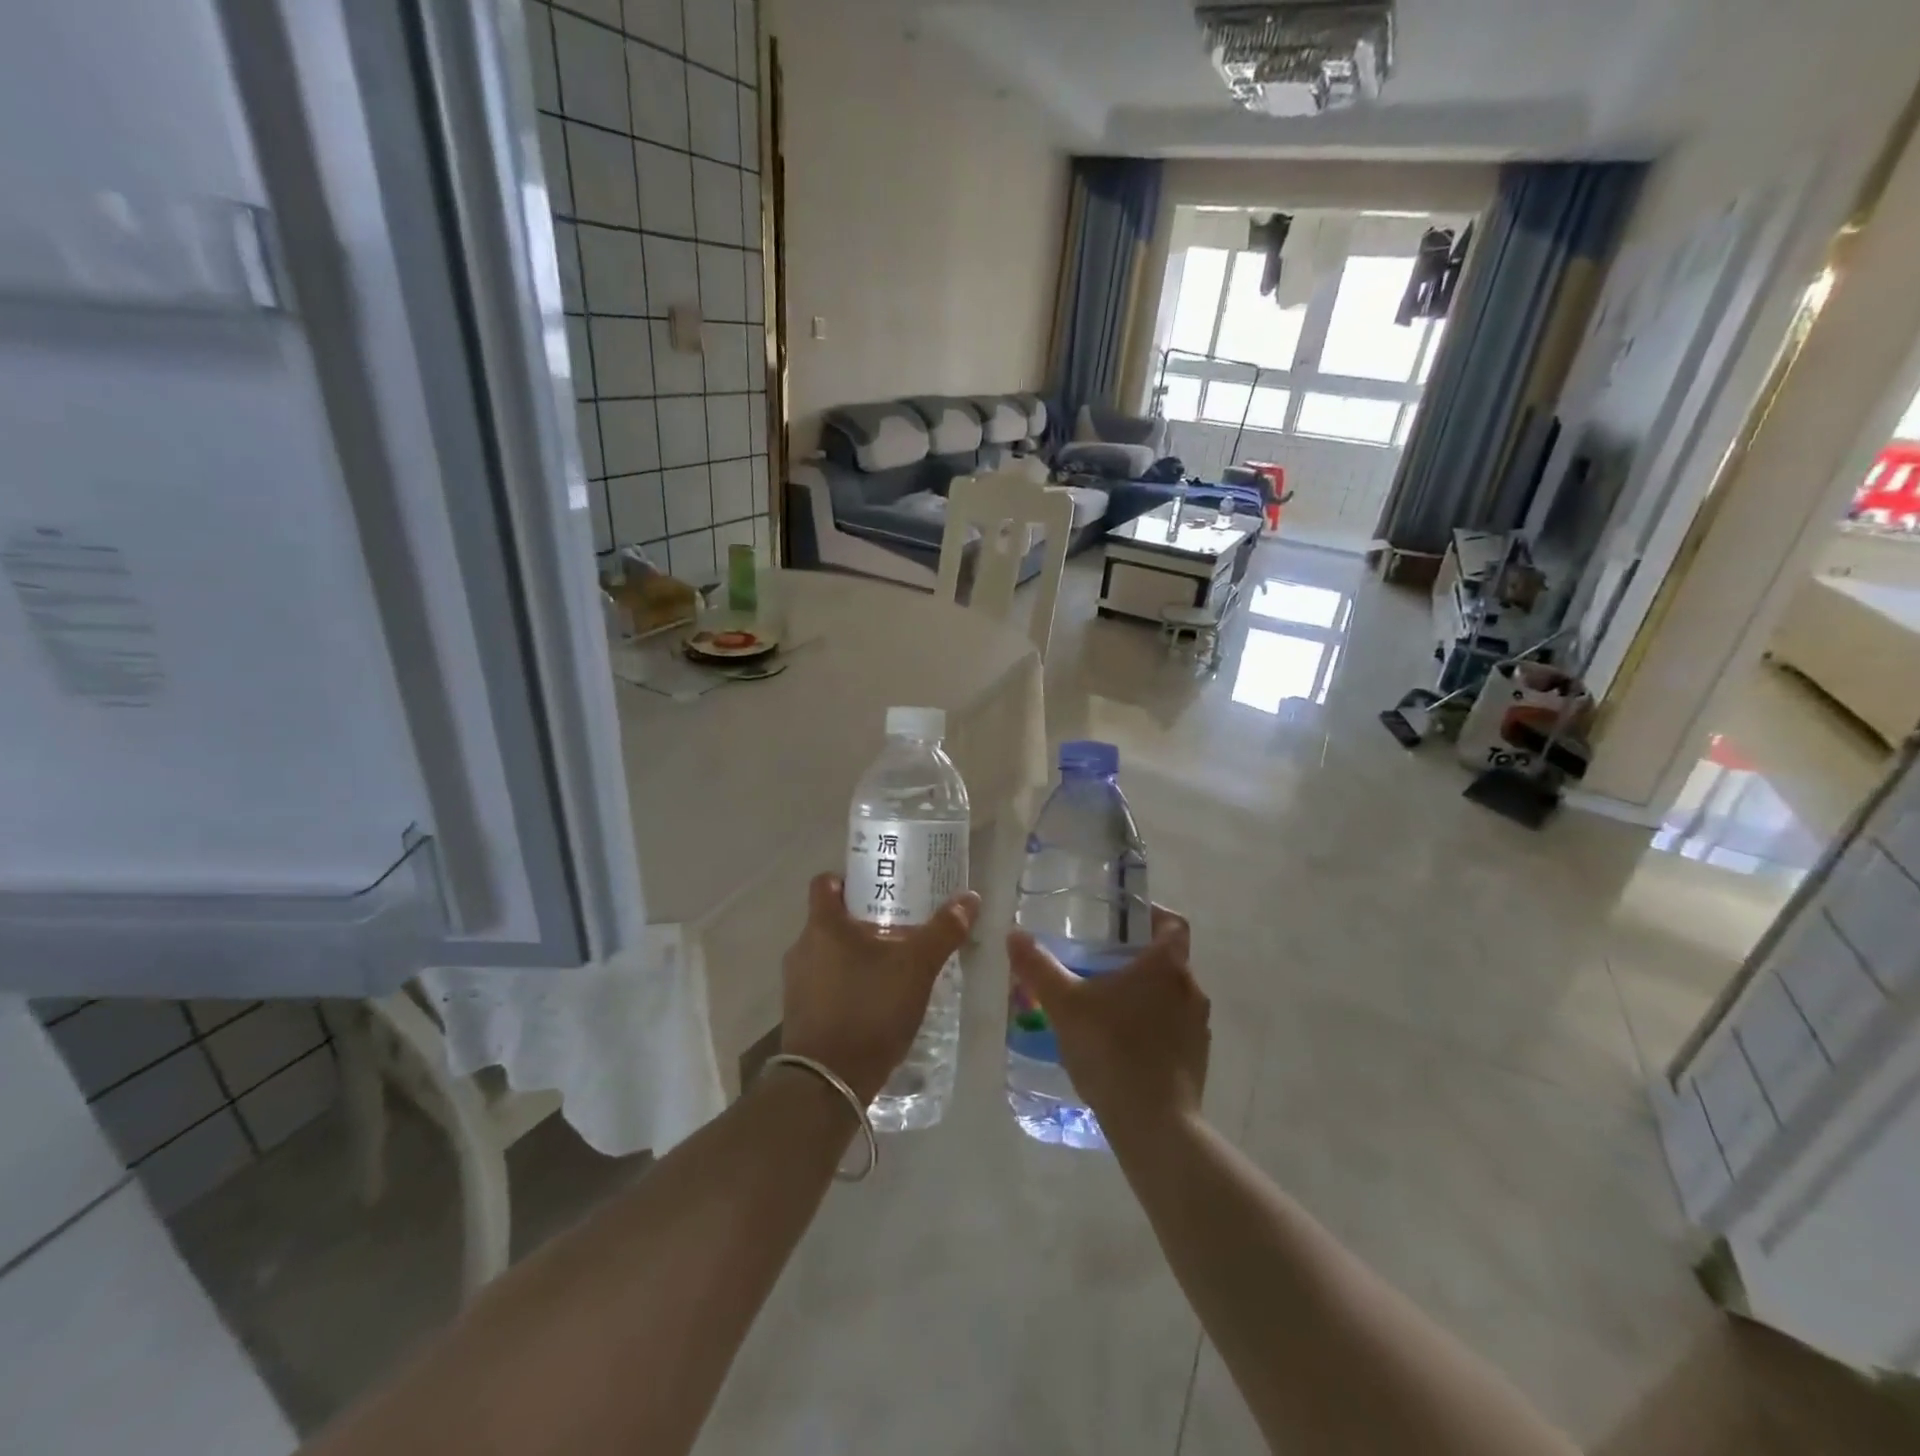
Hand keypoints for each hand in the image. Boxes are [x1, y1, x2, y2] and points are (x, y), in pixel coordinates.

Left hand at [780, 872, 980, 1105]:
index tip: (880, 888)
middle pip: (830, 919)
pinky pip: (825, 984)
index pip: (825, 883)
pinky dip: (848, 984)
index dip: (850, 879)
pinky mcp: (800, 1015)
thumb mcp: (916, 967)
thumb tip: (969, 897)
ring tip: (893, 965)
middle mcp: (802, 948)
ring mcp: (796, 984)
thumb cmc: (870, 1009)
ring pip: (828, 953)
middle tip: (899, 926)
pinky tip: (877, 1000)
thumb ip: (943, 931)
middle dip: (863, 920)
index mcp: (823, 925)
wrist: (828, 1083)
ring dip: (855, 954)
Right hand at [1006, 907, 1207, 1137]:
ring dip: (1146, 995)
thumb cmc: (1111, 1050)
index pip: (1172, 923)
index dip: (1153, 915)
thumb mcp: (1064, 1004)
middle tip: (1101, 963)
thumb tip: (1014, 935)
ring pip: (1172, 996)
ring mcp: (1198, 1027)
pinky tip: (1122, 1046)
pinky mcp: (1198, 1060)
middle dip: (1138, 959)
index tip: (1125, 922)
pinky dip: (1153, 1028)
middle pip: (1170, 960)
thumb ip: (1039, 967)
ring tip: (1107, 1006)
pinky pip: (1175, 1029)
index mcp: (1166, 965)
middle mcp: (1190, 989)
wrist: (1154, 1125)